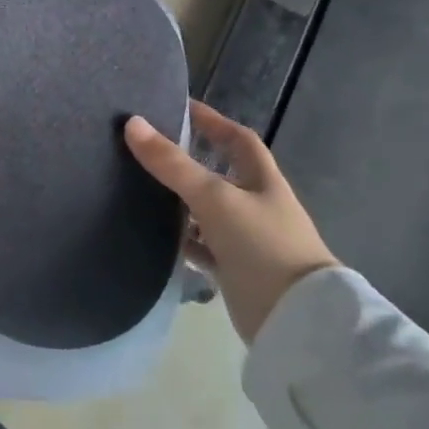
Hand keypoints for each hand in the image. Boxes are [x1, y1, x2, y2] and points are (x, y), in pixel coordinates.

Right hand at [124, 102, 337, 343]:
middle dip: (187, 160)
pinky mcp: (233, 269)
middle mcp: (255, 205)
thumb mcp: (214, 198)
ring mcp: (245, 239)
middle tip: (146, 147)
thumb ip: (172, 164)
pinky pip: (200, 246)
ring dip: (179, 201)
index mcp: (262, 181)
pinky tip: (152, 233)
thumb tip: (132, 123)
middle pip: (218, 173)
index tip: (178, 108)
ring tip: (138, 186)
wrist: (296, 321)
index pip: (237, 139)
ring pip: (205, 210)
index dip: (212, 121)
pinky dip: (180, 239)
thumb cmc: (262, 245)